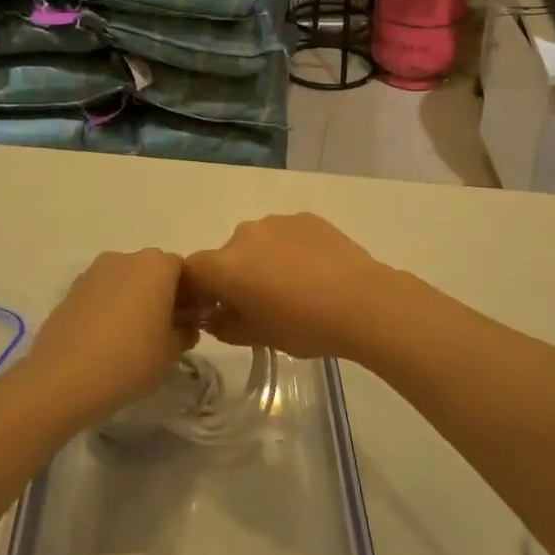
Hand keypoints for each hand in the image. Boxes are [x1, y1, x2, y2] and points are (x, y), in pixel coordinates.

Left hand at [21, 249, 195, 422]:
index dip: (190, 298)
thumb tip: (184, 326)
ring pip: (125, 283)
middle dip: (161, 297)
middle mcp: (125, 258)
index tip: (188, 325)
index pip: (184, 272)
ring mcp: (93, 272)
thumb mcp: (173, 351)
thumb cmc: (131, 358)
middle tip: (163, 333)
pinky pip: (101, 296)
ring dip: (133, 303)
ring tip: (131, 341)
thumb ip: (185, 332)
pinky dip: (108, 311)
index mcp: (156, 264)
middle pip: (152, 273)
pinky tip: (106, 343)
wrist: (63, 378)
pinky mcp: (70, 291)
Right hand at [184, 214, 409, 361]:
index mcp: (225, 265)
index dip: (197, 291)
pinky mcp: (306, 217)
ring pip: (257, 243)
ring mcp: (277, 222)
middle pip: (226, 256)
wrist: (363, 301)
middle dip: (234, 277)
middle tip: (259, 304)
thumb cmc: (304, 325)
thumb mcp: (258, 336)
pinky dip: (290, 250)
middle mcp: (244, 235)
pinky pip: (286, 235)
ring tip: (293, 287)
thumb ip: (226, 326)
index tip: (214, 310)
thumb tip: (215, 317)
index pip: (192, 271)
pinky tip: (314, 272)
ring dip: (263, 261)